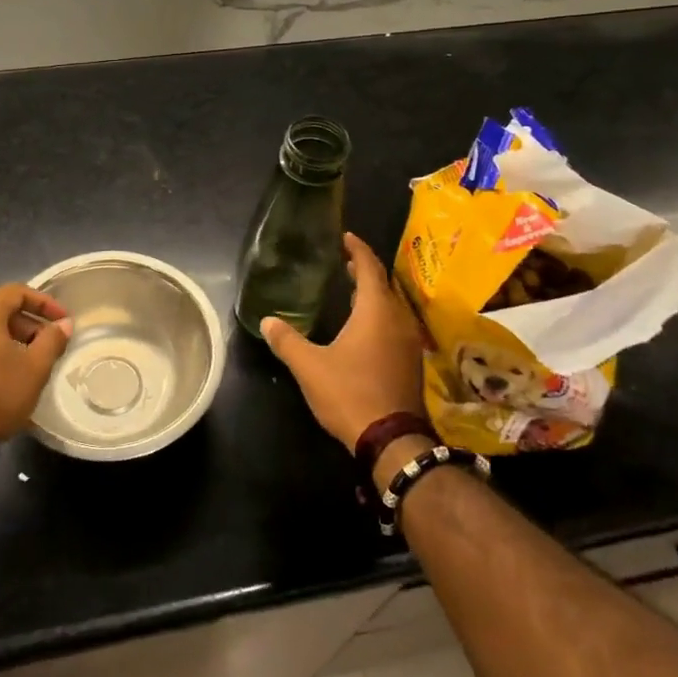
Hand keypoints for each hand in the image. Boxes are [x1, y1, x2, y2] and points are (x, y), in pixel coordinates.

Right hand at [261, 233, 424, 453]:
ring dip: (373, 295)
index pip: (370, 268)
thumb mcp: (310, 367)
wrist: (392, 439)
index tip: (345, 237)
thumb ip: (287, 341)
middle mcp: (398, 319)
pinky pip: (395, 325)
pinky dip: (379, 316)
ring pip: (391, 306)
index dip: (357, 250)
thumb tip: (267, 320)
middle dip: (364, 271)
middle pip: (383, 285)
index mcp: (375, 311)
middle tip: (344, 262)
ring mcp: (408, 342)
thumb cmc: (350, 393)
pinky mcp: (410, 362)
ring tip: (350, 291)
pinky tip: (364, 328)